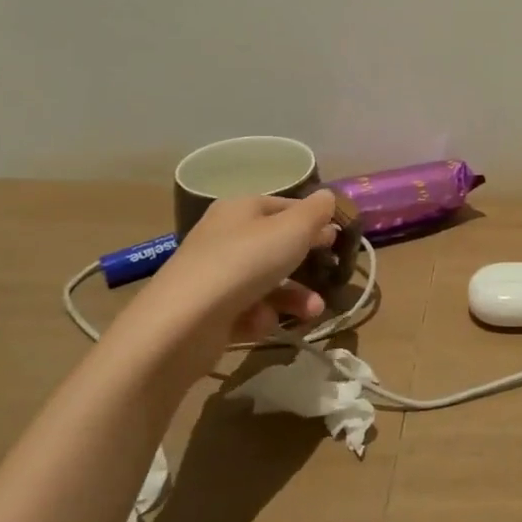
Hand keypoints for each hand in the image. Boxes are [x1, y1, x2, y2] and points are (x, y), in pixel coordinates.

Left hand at [125, 190, 341, 366]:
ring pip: (266, 282)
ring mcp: (214, 276)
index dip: (312, 220)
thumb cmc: (245, 262)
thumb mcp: (293, 229)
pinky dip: (260, 317)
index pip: (284, 206)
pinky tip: (262, 324)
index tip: (337, 236)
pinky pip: (246, 310)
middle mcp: (224, 237)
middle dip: (306, 263)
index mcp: (240, 209)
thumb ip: (316, 212)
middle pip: (276, 246)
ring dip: (294, 296)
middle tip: (330, 272)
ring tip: (314, 311)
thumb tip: (327, 197)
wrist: (184, 323)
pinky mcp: (208, 312)